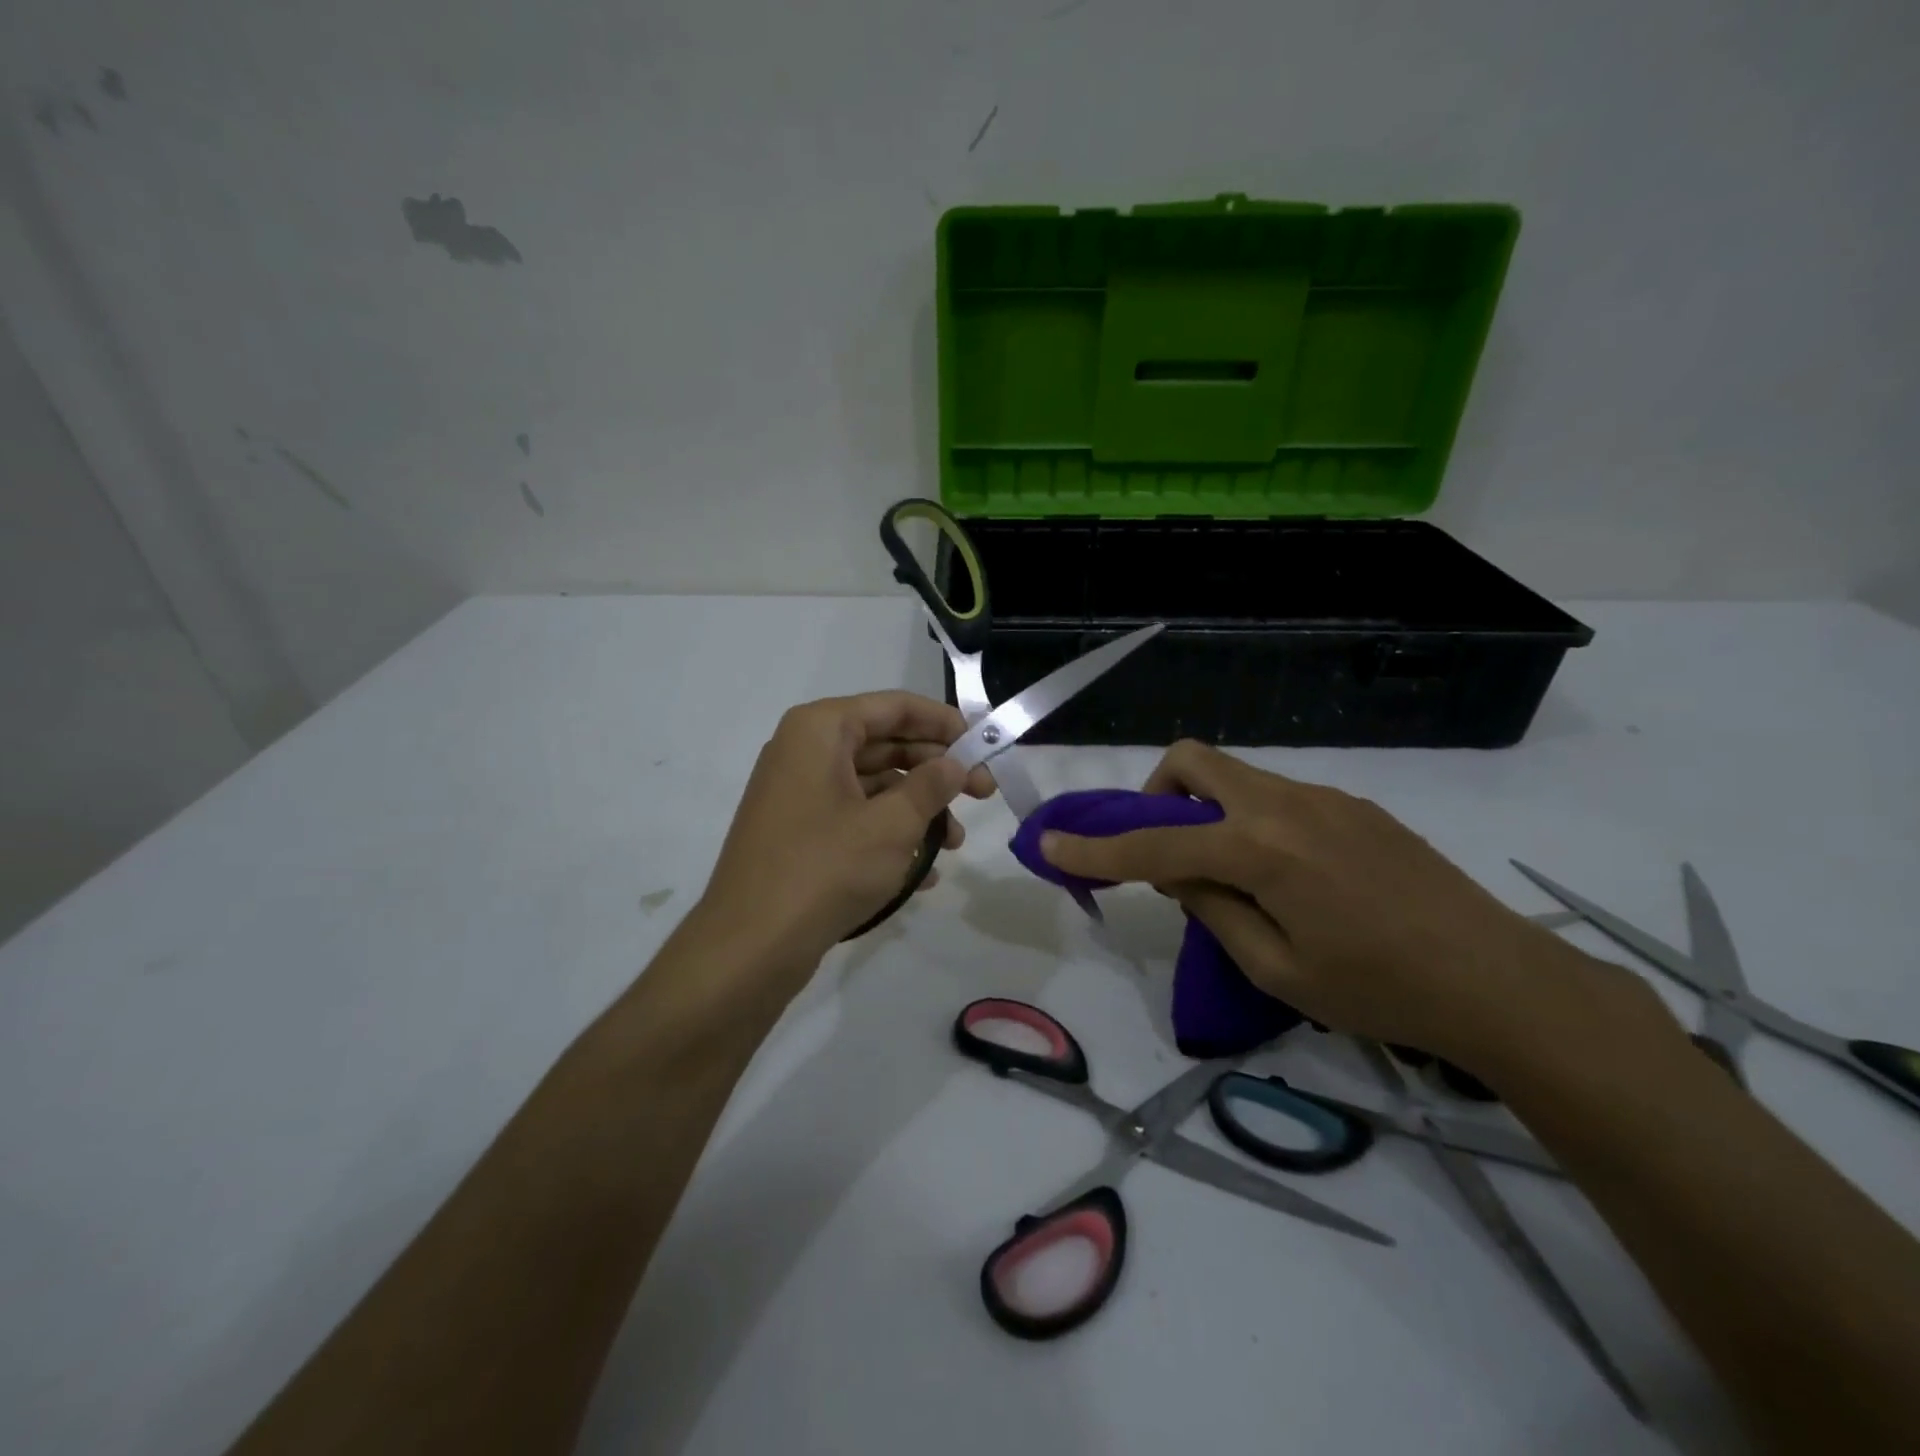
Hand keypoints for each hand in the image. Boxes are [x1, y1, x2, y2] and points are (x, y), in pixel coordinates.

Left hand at [694, 692, 993, 993]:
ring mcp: (798, 794)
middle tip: (982, 794)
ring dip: (918, 810)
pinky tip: (924, 873)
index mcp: (821, 730)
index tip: (983, 744)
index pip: (894, 707)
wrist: (749, 946)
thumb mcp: (891, 825)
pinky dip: (889, 835)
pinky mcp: (797, 833)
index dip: (944, 722)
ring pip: (873, 786)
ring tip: (955, 844)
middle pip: (885, 744)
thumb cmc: (825, 869)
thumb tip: (954, 764)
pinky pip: (854, 818)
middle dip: (936, 771)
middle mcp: (805, 751)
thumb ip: (931, 786)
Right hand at [1039, 741, 1641, 1069]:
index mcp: (1261, 849)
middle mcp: (1286, 804)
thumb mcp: (1276, 968)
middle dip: (1157, 793)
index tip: (1050, 844)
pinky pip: (1276, 797)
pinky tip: (1282, 877)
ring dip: (1205, 811)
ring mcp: (1325, 799)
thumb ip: (1213, 909)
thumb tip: (1180, 872)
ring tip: (1227, 876)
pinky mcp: (1354, 807)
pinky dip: (1248, 821)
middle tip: (1164, 848)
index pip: (1156, 841)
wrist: (1502, 981)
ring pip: (1236, 777)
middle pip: (1194, 760)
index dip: (1096, 848)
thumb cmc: (1382, 991)